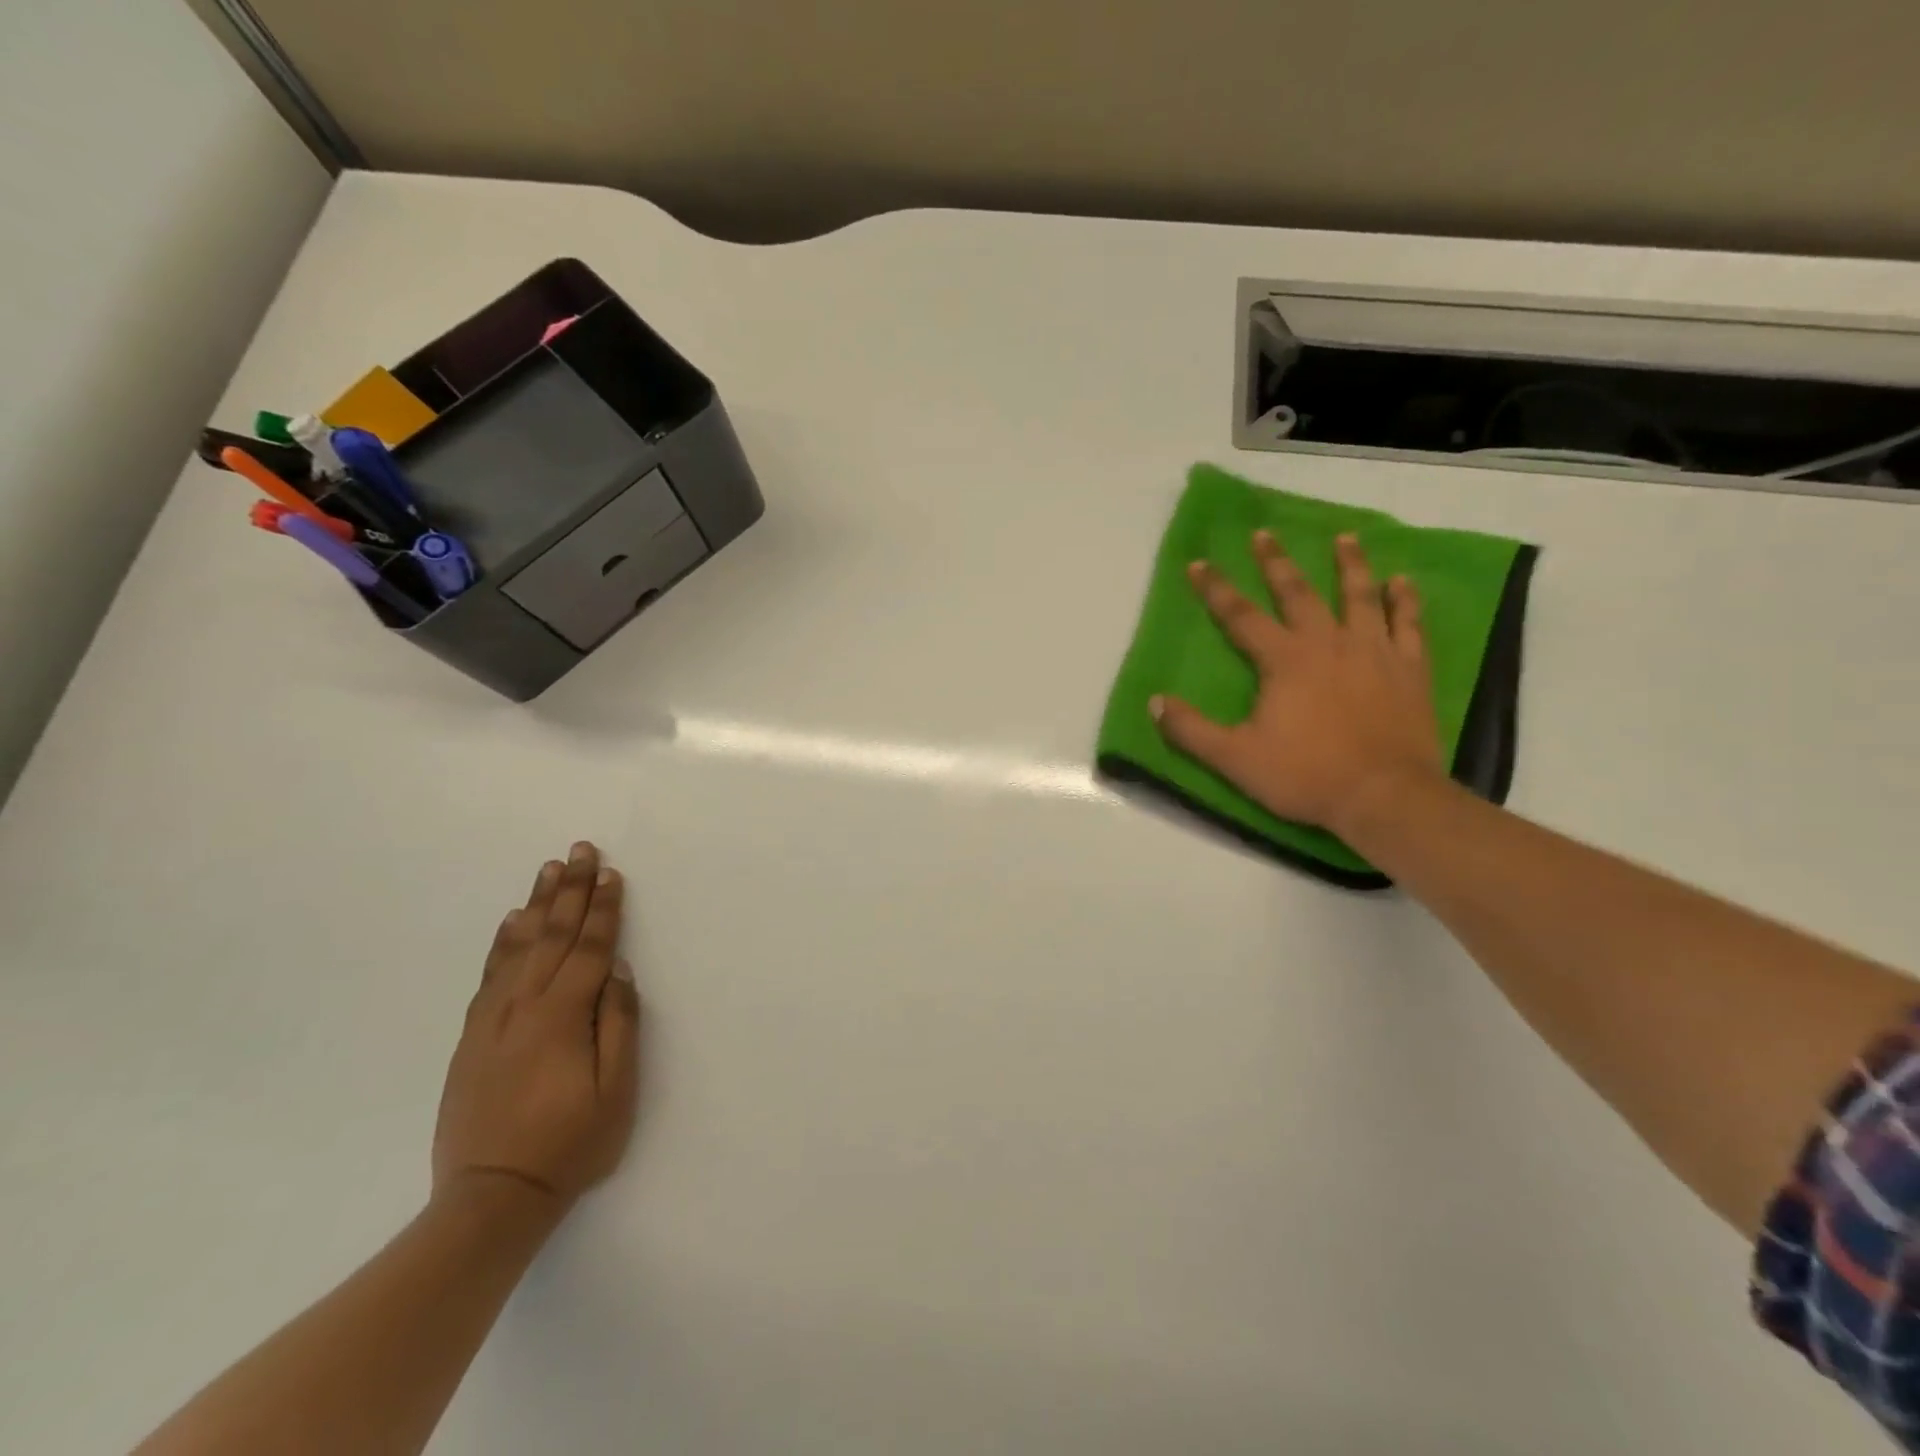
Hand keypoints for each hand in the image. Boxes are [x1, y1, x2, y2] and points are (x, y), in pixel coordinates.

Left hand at [432, 842, 641, 1216]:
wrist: (490, 1199)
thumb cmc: (569, 1145)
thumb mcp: (617, 1092)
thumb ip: (619, 1026)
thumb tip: (619, 973)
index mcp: (563, 1016)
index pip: (591, 949)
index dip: (604, 909)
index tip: (611, 873)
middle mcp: (524, 1006)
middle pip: (553, 935)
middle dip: (571, 890)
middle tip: (580, 850)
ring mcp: (493, 1020)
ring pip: (519, 947)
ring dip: (538, 905)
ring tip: (549, 870)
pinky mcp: (472, 1037)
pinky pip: (490, 975)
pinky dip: (503, 943)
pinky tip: (512, 923)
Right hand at [1151, 530, 1445, 838]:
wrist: (1384, 797)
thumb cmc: (1306, 775)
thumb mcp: (1234, 758)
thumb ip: (1191, 730)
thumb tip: (1154, 702)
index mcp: (1284, 661)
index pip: (1240, 615)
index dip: (1215, 589)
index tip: (1197, 563)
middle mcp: (1328, 643)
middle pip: (1298, 593)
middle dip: (1276, 563)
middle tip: (1264, 534)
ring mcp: (1374, 652)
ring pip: (1359, 596)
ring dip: (1349, 565)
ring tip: (1343, 538)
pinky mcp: (1410, 669)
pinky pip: (1409, 624)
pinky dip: (1406, 600)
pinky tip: (1403, 581)